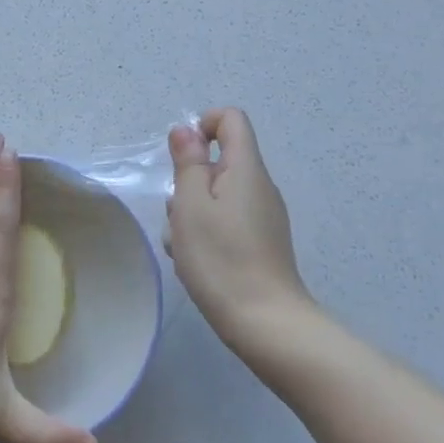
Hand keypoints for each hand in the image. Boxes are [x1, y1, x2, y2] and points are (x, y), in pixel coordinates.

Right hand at [167, 108, 315, 348]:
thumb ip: (188, 162)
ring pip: (217, 195)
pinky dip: (206, 232)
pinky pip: (226, 221)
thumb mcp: (190, 205)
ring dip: (192, 211)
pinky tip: (196, 262)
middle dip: (189, 180)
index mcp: (247, 169)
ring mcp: (263, 216)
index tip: (181, 158)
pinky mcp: (261, 243)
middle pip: (220, 161)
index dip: (202, 125)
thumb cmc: (221, 258)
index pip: (231, 119)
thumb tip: (186, 130)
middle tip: (179, 214)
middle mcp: (260, 186)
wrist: (265, 323)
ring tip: (183, 245)